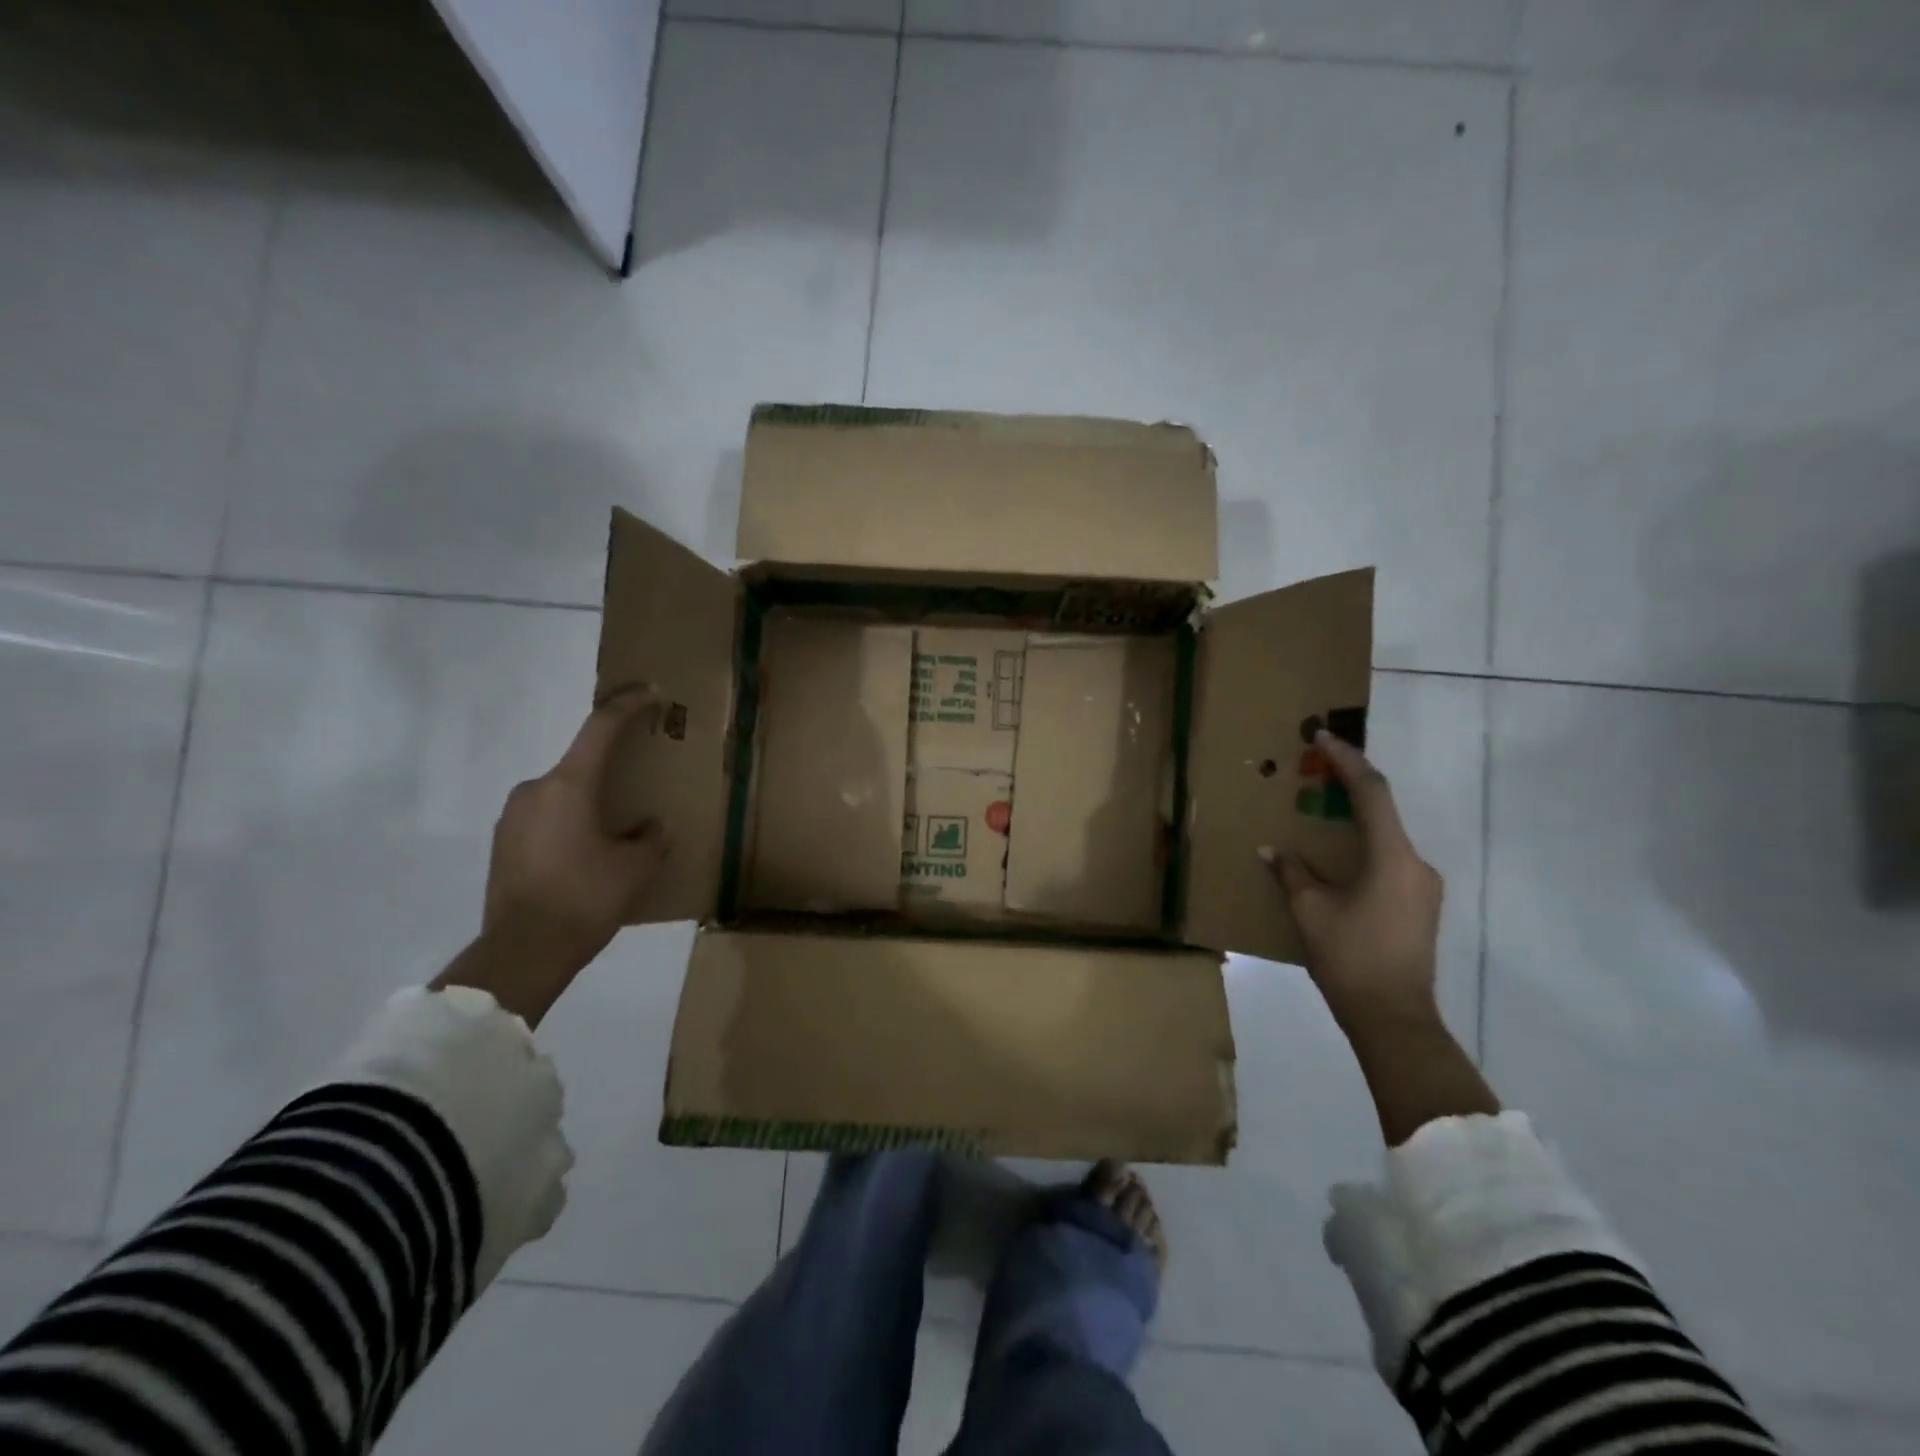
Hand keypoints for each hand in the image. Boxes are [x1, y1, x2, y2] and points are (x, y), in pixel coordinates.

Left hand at [435, 694, 669, 1025]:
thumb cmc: (586, 898)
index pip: (601, 728)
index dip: (628, 705)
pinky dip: (570, 824)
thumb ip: (652, 837)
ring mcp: (512, 816)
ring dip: (591, 802)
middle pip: (582, 764)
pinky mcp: (502, 843)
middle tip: (640, 786)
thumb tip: (648, 827)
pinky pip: (546, 818)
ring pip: (563, 793)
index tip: (650, 693)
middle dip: (613, 769)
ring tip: (616, 833)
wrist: (522, 952)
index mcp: (570, 785)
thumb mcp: (638, 867)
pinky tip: (587, 857)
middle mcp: (535, 789)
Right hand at [1265, 733, 1493, 1144]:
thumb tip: (1271, 850)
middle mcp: (1416, 863)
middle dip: (1347, 787)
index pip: (1371, 793)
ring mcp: (1423, 886)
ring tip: (1318, 815)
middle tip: (1313, 772)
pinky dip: (1362, 848)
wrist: (1395, 1019)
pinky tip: (1336, 860)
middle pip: (1381, 811)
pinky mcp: (1420, 906)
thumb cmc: (1350, 958)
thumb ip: (1291, 873)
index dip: (1346, 761)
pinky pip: (1389, 861)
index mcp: (1392, 857)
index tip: (1322, 737)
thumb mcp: (1310, 911)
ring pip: (1385, 838)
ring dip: (1353, 820)